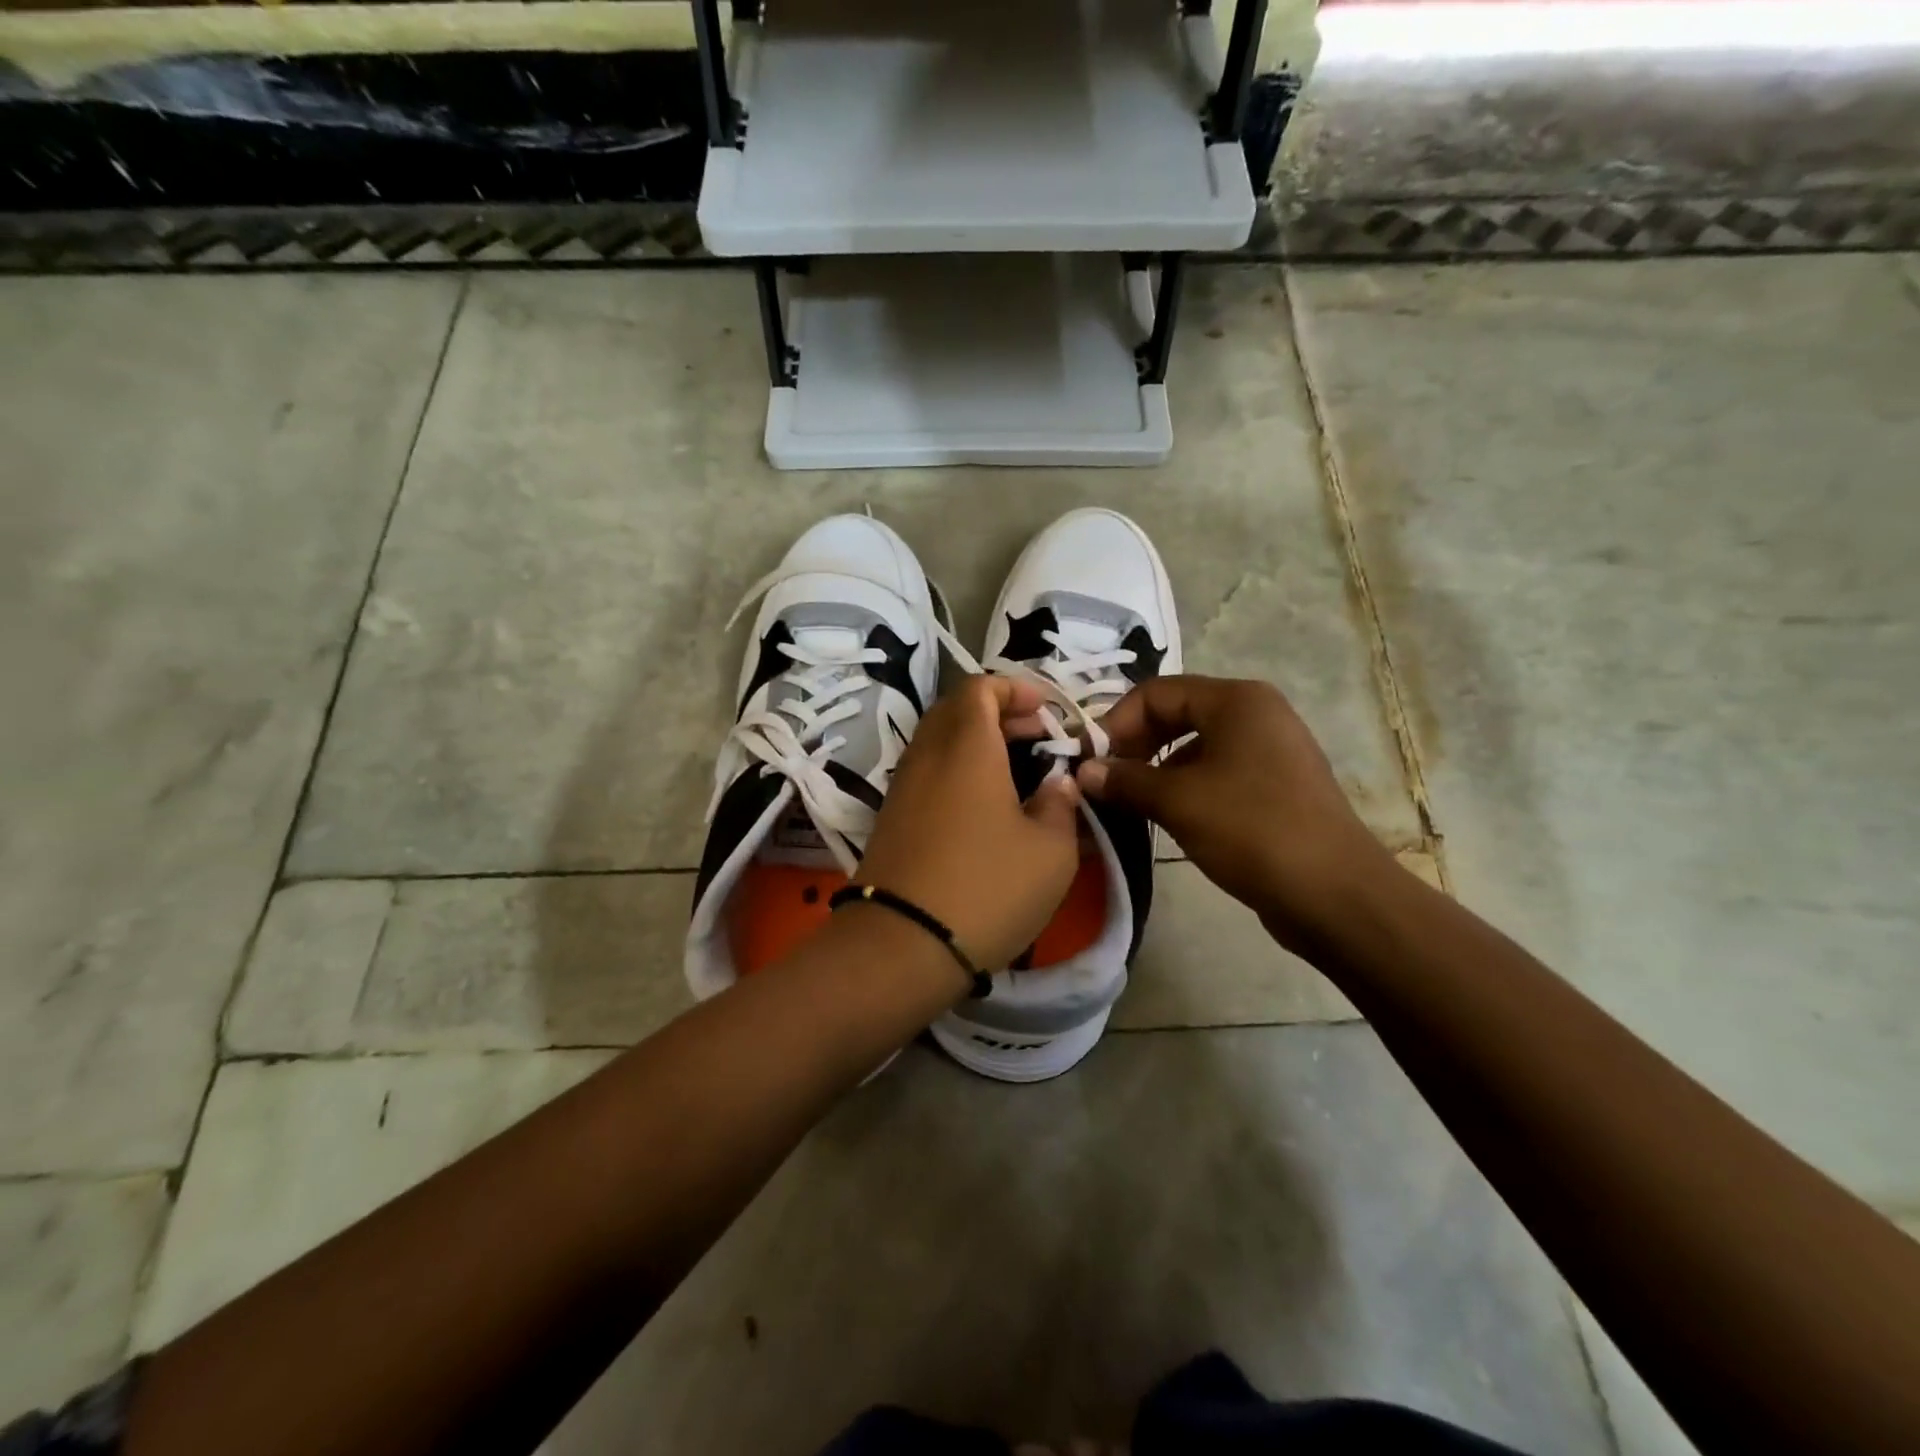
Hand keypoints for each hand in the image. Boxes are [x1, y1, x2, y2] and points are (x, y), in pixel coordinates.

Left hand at [859, 676, 1082, 972]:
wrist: (902, 944)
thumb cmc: (987, 887)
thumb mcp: (1051, 851)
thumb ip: (1060, 805)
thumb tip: (1057, 784)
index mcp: (966, 746)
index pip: (981, 687)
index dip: (1015, 689)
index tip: (1046, 711)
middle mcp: (927, 755)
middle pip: (957, 710)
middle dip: (1000, 713)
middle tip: (1037, 739)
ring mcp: (903, 786)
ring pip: (940, 742)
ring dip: (978, 744)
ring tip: (1018, 774)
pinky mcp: (892, 818)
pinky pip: (929, 773)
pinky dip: (958, 771)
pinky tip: (986, 808)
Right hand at [1076, 675, 1394, 950]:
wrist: (1335, 895)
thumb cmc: (1252, 830)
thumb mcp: (1178, 802)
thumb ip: (1125, 780)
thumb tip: (1082, 772)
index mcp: (1236, 701)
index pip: (1155, 692)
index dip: (1115, 722)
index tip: (1089, 761)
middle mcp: (1256, 714)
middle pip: (1175, 714)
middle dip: (1134, 746)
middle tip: (1106, 782)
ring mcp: (1270, 751)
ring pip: (1195, 747)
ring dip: (1156, 771)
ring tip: (1131, 805)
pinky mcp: (1276, 786)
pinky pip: (1217, 773)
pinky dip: (1185, 789)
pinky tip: (1169, 820)